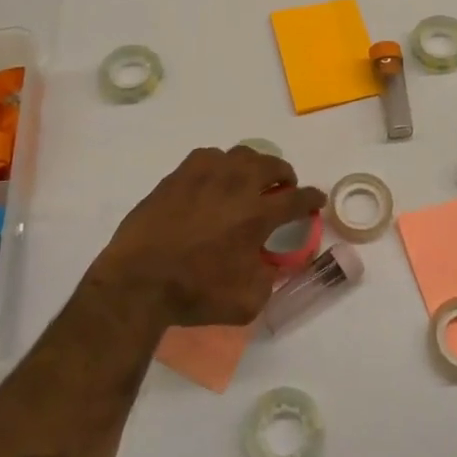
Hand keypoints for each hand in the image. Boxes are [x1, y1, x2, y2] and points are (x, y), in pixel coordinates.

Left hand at [91, 146, 325, 327]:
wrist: (139, 281)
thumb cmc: (195, 294)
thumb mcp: (246, 301)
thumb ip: (268, 279)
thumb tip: (271, 264)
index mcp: (257, 215)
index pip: (296, 199)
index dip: (311, 198)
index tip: (317, 199)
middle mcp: (236, 186)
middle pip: (271, 165)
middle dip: (284, 174)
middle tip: (283, 187)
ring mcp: (205, 175)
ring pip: (240, 154)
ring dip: (253, 165)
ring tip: (249, 180)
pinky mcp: (178, 175)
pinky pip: (208, 156)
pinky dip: (219, 165)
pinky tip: (214, 179)